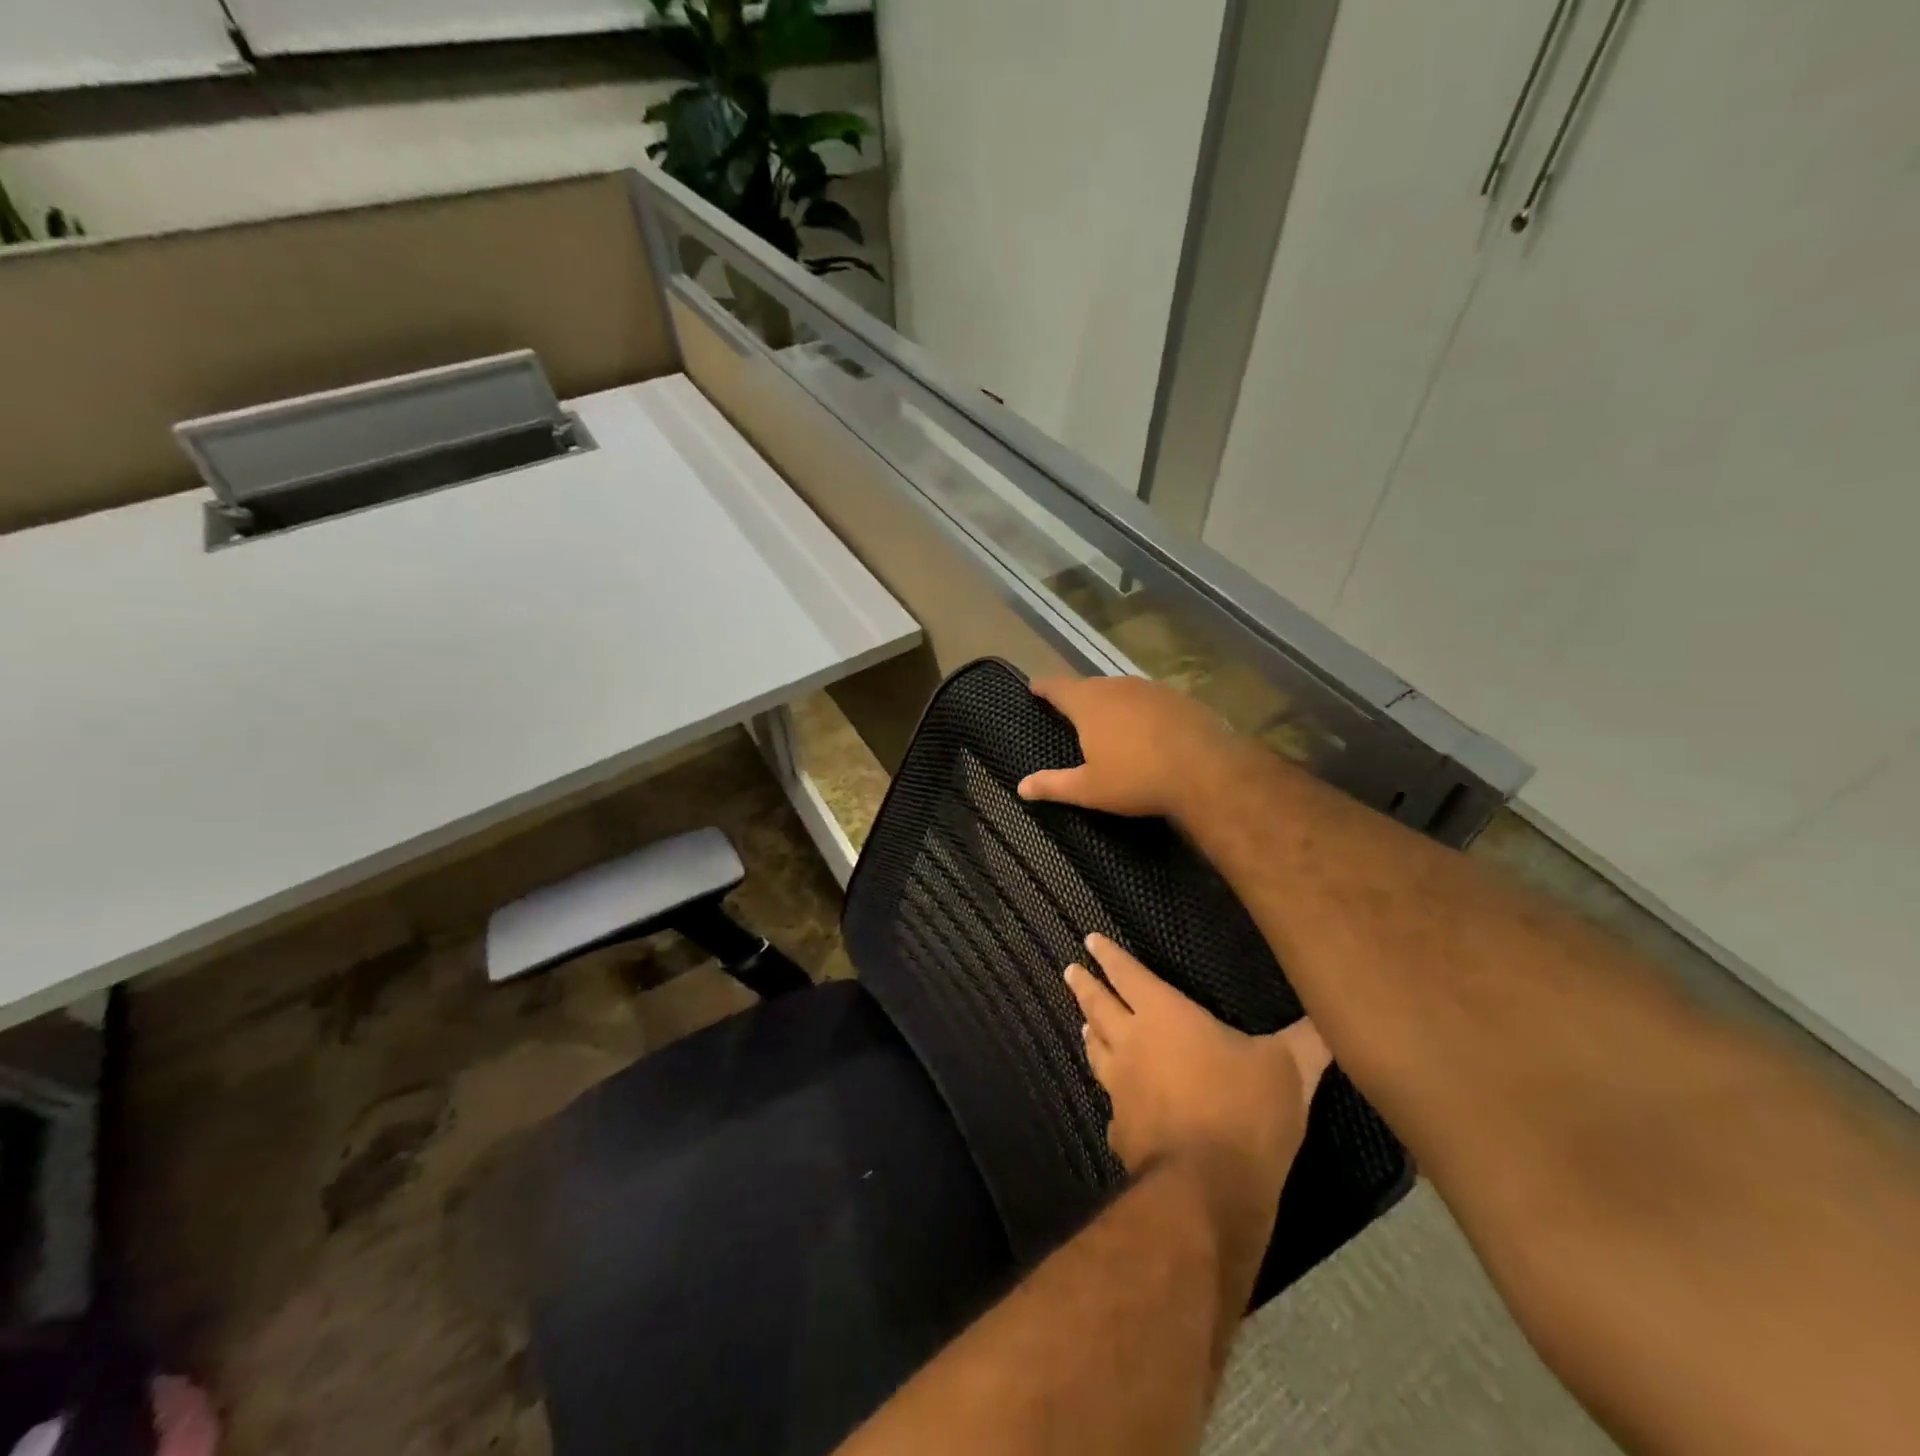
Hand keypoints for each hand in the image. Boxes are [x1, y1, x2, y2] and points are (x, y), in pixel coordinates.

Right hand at [1018, 676, 1240, 820]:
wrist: (1207, 771)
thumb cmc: (1137, 779)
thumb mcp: (1089, 789)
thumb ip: (1053, 785)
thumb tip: (1021, 787)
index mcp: (1089, 703)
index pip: (1057, 686)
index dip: (1043, 686)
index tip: (1034, 687)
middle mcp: (1117, 686)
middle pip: (1089, 686)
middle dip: (1078, 696)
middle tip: (1070, 712)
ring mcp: (1150, 689)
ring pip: (1121, 690)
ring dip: (1111, 702)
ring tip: (1108, 721)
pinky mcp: (1178, 697)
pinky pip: (1149, 700)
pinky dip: (1140, 711)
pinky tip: (1146, 730)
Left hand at [1065, 933, 1330, 1306]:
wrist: (1208, 1189)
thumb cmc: (1244, 1111)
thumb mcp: (1289, 1068)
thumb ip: (1307, 1039)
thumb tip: (1334, 1015)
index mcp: (1164, 1016)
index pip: (1128, 975)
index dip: (1109, 956)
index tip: (1089, 941)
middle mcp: (1132, 1044)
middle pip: (1099, 1006)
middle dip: (1086, 985)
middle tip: (1069, 970)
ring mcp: (1120, 1088)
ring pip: (1097, 1051)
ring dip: (1090, 1033)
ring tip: (1084, 1026)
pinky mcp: (1120, 1130)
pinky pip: (1111, 1103)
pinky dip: (1111, 1094)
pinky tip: (1114, 1103)